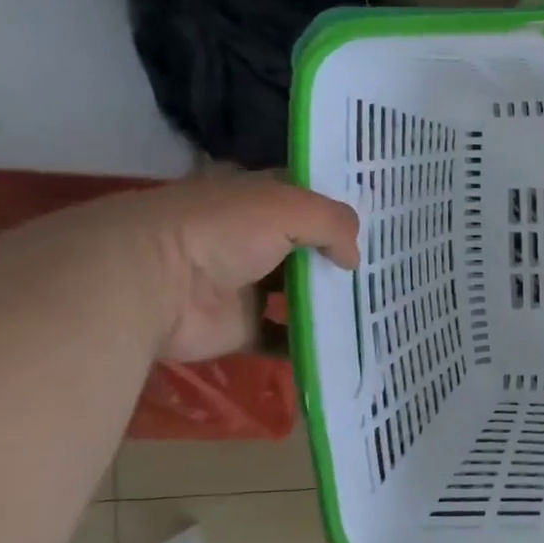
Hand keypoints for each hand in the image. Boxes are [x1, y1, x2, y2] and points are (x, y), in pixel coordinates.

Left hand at [56, 174, 359, 362]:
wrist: (153, 283)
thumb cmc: (221, 230)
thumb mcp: (289, 207)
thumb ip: (334, 224)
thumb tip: (353, 258)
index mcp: (257, 200)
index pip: (308, 198)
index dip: (340, 209)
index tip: (382, 224)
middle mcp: (253, 239)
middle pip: (307, 248)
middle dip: (341, 259)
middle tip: (390, 272)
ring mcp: (246, 285)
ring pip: (298, 293)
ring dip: (329, 301)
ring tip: (376, 309)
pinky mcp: (240, 327)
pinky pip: (282, 337)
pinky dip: (308, 344)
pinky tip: (345, 343)